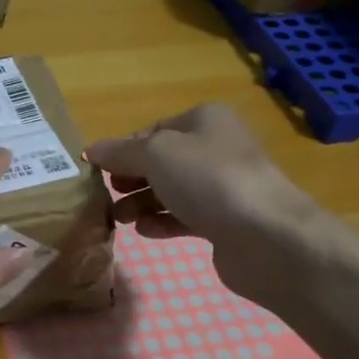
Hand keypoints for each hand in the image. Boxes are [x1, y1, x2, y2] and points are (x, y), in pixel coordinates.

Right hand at [85, 104, 323, 308]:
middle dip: (130, 178)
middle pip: (161, 161)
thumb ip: (120, 152)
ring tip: (118, 219)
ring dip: (141, 203)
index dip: (123, 149)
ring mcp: (222, 187)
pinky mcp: (225, 222)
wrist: (267, 237)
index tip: (97, 170)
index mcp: (204, 120)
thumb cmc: (208, 180)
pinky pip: (184, 217)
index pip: (153, 130)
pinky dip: (162, 222)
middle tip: (106, 195)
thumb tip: (91, 150)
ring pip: (171, 190)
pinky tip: (144, 231)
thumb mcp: (156, 154)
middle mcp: (215, 148)